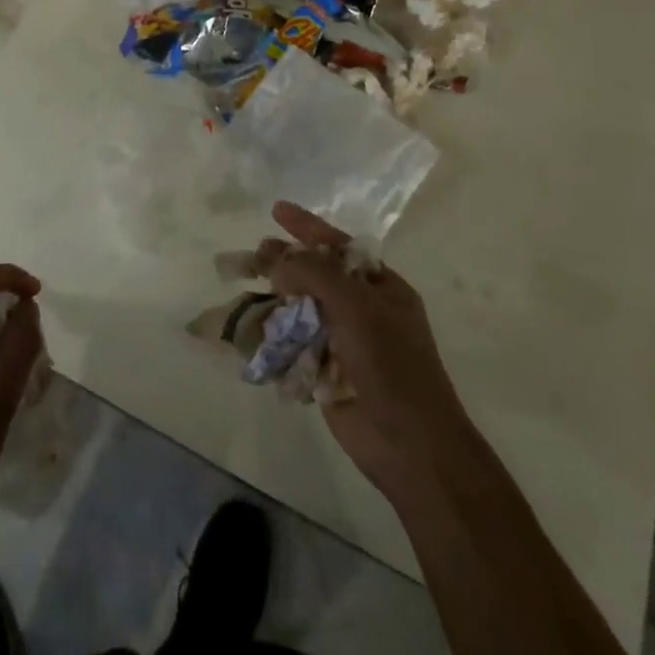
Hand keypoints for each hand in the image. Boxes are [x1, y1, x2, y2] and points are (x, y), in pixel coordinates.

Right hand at [263, 201, 468, 492]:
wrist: (409, 444)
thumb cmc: (391, 364)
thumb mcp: (356, 305)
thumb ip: (313, 273)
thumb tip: (276, 261)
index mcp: (381, 288)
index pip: (339, 246)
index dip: (308, 226)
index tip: (277, 210)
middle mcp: (362, 310)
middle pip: (315, 274)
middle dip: (285, 261)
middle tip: (255, 253)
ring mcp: (343, 341)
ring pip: (299, 307)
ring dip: (274, 298)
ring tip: (246, 287)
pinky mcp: (324, 370)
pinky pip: (292, 343)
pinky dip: (273, 334)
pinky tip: (250, 326)